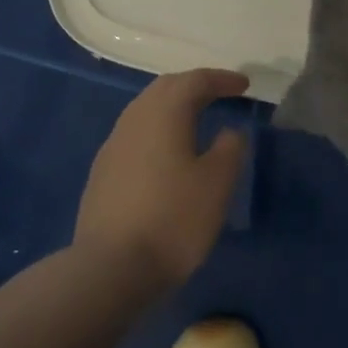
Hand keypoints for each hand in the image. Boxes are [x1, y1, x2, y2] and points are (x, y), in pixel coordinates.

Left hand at [75, 68, 249, 289]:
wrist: (111, 267)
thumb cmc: (174, 219)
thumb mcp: (217, 184)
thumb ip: (229, 148)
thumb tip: (229, 130)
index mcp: (164, 113)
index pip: (195, 81)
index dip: (222, 79)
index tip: (244, 85)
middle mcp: (134, 119)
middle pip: (166, 88)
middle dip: (194, 85)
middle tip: (220, 94)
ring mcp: (113, 145)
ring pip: (146, 109)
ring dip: (173, 106)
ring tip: (196, 118)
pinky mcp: (103, 171)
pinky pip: (135, 134)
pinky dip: (157, 129)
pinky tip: (167, 152)